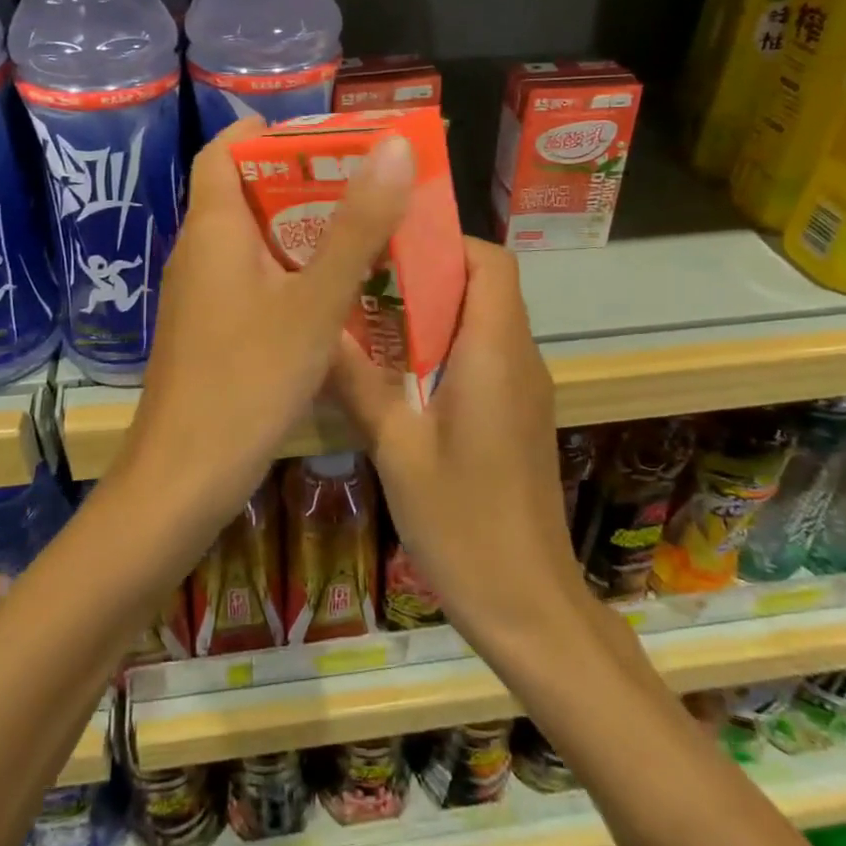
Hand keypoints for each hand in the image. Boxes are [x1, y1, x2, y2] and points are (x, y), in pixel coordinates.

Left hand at [119, 116, 414, 536]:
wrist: (183, 478)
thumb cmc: (247, 380)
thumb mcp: (315, 302)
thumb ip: (356, 227)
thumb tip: (393, 146)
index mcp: (213, 229)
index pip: (223, 152)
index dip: (265, 132)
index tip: (323, 135)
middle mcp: (197, 253)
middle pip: (242, 193)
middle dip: (299, 180)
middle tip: (362, 184)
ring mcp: (197, 295)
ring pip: (249, 241)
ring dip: (297, 229)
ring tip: (358, 231)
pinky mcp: (206, 331)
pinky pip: (248, 280)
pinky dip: (286, 272)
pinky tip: (328, 295)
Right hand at [331, 239, 582, 652]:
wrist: (529, 604)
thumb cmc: (464, 523)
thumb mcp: (397, 449)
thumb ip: (359, 383)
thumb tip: (316, 330)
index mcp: (495, 354)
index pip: (490, 262)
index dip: (445, 241)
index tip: (388, 246)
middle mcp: (519, 359)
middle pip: (485, 285)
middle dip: (427, 272)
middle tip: (362, 278)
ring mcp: (523, 389)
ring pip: (483, 319)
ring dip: (433, 310)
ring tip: (368, 317)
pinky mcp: (517, 415)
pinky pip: (484, 355)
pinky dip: (444, 345)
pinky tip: (396, 373)